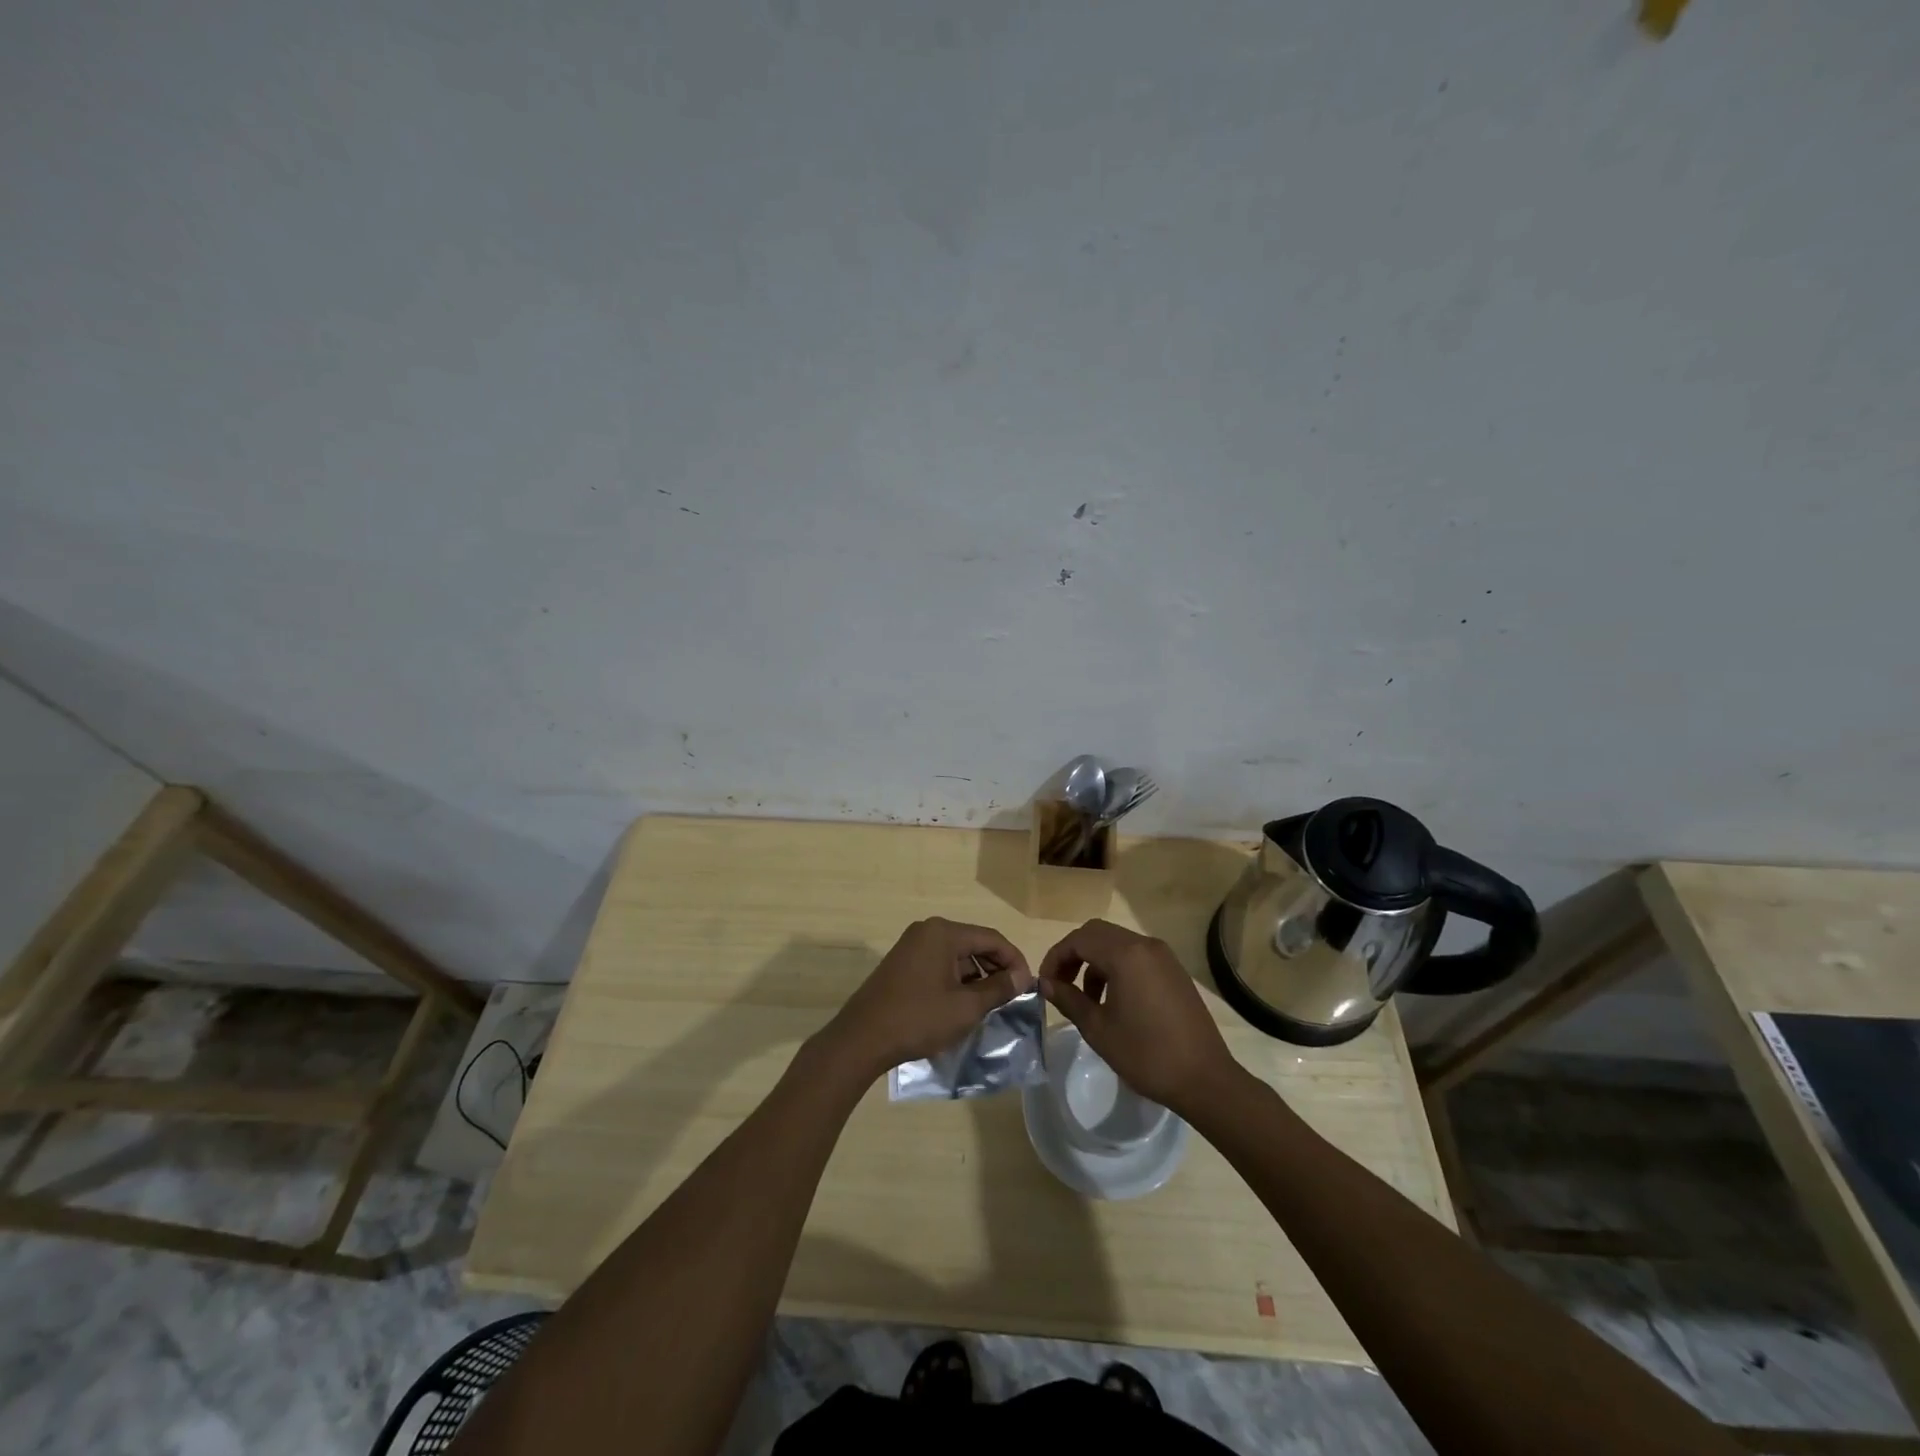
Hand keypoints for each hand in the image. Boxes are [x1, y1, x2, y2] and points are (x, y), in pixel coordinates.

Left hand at [823, 918, 1033, 1078]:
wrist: (862, 1038)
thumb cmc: (918, 1019)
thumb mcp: (965, 1008)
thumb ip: (997, 989)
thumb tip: (1022, 977)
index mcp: (943, 932)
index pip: (991, 938)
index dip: (1014, 960)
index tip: (1028, 986)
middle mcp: (927, 931)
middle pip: (974, 943)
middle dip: (996, 968)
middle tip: (1012, 996)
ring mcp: (912, 945)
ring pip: (957, 955)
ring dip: (976, 976)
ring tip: (990, 1004)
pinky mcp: (902, 963)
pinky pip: (939, 964)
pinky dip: (956, 980)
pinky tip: (963, 1004)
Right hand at [1037, 919, 1236, 1113]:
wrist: (1205, 1079)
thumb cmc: (1146, 1054)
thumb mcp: (1098, 1029)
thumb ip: (1068, 999)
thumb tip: (1045, 983)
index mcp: (1125, 955)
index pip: (1079, 939)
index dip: (1056, 957)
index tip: (1044, 983)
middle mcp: (1145, 945)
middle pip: (1097, 933)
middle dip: (1074, 955)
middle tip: (1060, 984)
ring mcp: (1163, 956)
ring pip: (1117, 943)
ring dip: (1095, 962)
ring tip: (1086, 998)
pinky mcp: (1174, 970)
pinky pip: (1136, 956)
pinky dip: (1116, 967)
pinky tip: (1114, 1000)